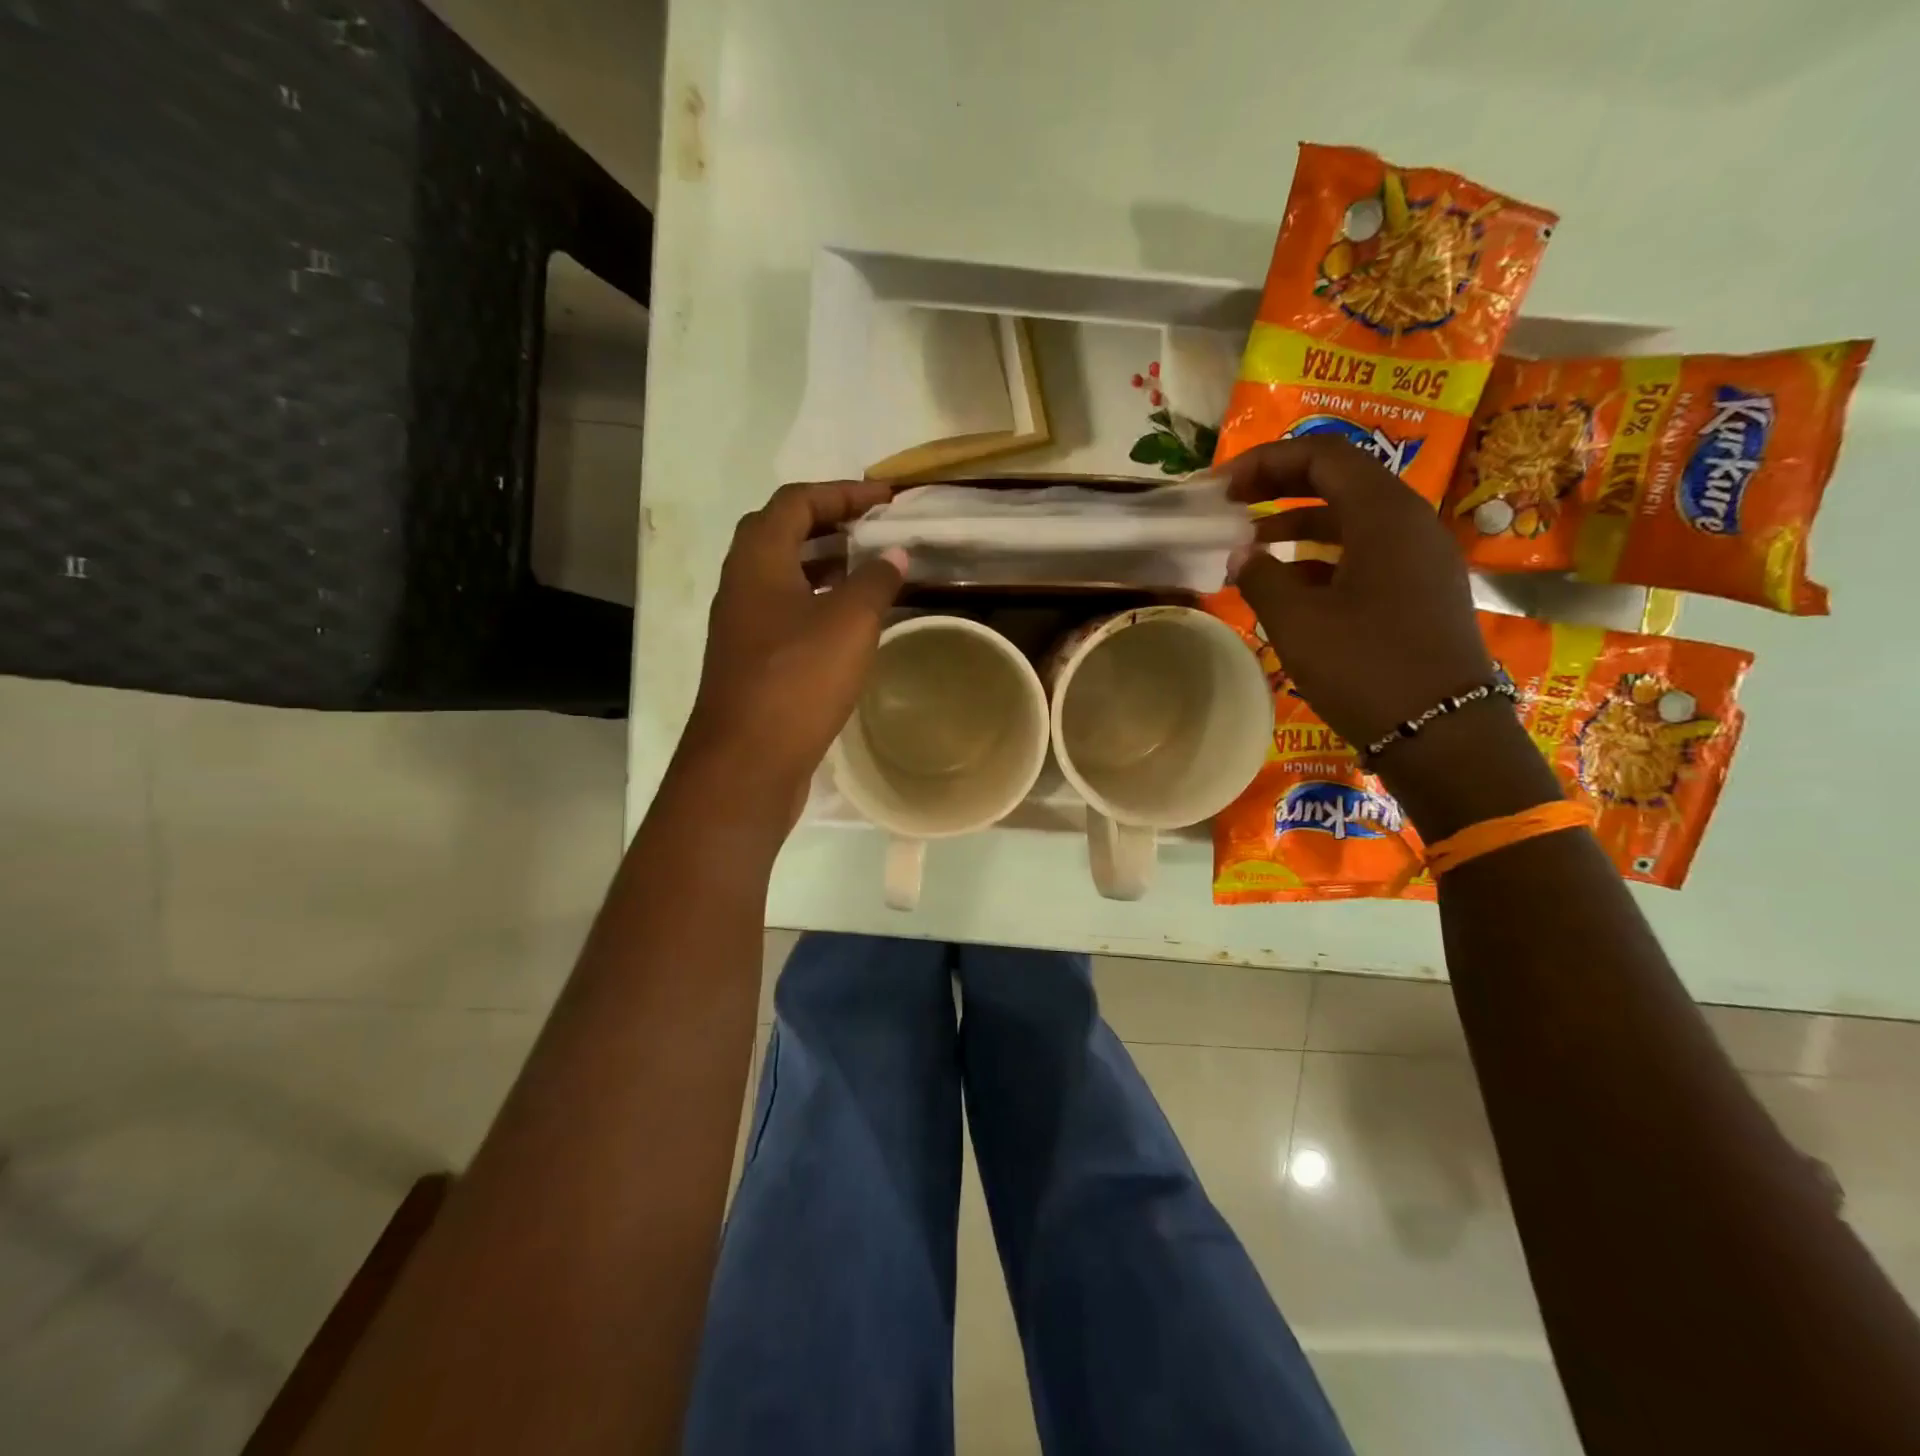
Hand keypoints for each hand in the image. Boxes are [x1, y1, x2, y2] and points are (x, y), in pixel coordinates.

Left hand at [679, 481, 904, 820]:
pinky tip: (850, 625)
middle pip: (782, 534)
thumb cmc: (797, 681)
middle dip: (830, 524)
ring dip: (824, 565)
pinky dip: (819, 603)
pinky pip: (787, 614)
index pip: (796, 502)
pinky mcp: (752, 662)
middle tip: (875, 531)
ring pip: (784, 577)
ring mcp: (743, 627)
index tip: (886, 500)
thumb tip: (894, 555)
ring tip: (870, 570)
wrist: (746, 763)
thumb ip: (876, 581)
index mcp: (758, 561)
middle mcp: (742, 585)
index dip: (842, 493)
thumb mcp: (849, 623)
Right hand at [1224, 437, 1560, 836]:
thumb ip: (1260, 577)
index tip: (1221, 488)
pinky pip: (1364, 552)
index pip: (1322, 455)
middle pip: (1339, 480)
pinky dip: (1321, 557)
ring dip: (1297, 525)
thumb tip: (1241, 555)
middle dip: (1279, 487)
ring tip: (1249, 548)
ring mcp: (1419, 557)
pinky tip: (1287, 585)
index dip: (1265, 462)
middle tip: (1231, 506)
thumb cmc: (1365, 667)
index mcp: (1383, 514)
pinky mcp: (1419, 590)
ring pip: (1351, 519)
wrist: (1441, 732)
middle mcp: (1409, 522)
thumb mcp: (1296, 622)